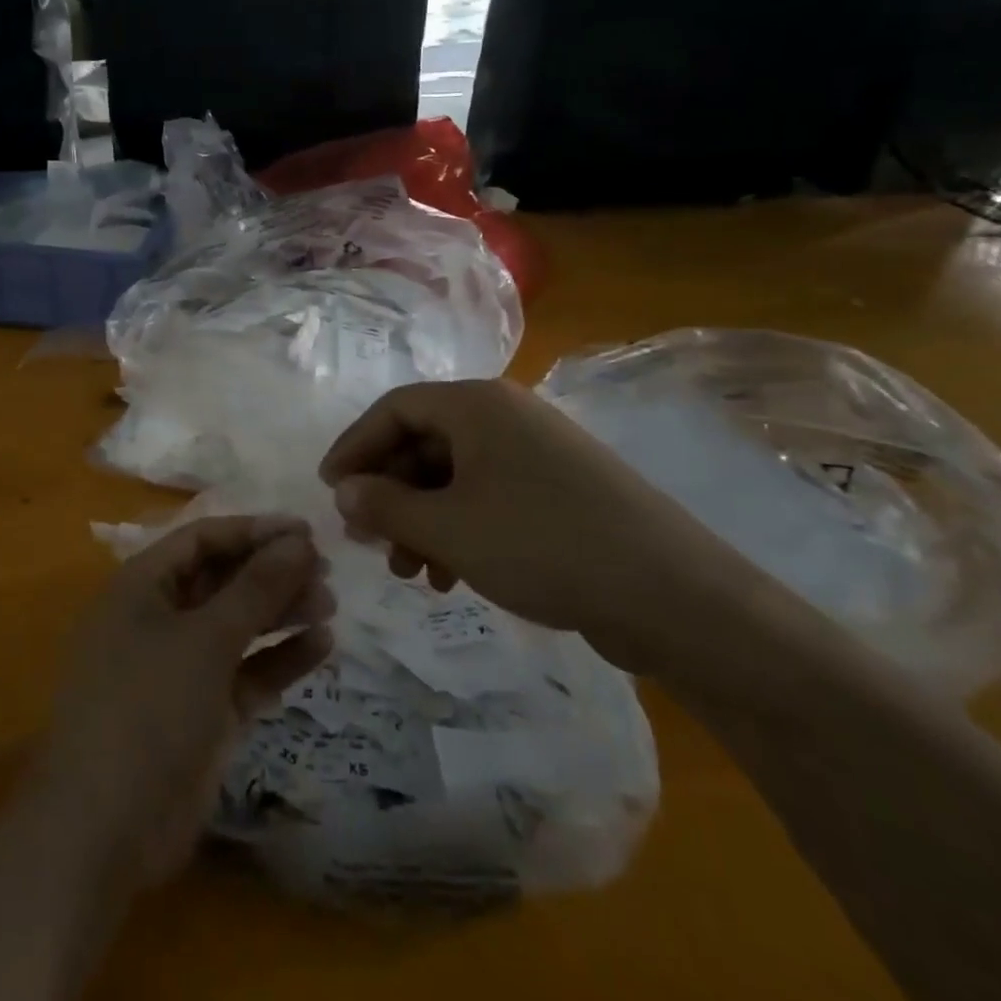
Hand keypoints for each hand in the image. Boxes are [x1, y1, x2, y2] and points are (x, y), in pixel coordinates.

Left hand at [31, 514, 334, 895]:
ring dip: (280, 612)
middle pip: (221, 580)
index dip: (253, 531)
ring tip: (330, 604)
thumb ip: (255, 588)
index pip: (202, 539)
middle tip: (325, 570)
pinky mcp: (201, 713)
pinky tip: (322, 645)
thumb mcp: (205, 639)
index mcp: (141, 587)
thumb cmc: (148, 708)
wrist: (104, 831)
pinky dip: (279, 659)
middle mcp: (158, 619)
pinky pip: (245, 672)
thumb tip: (299, 541)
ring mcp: (179, 668)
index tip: (307, 531)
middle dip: (271, 572)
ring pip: (236, 625)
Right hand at [318, 379, 741, 667]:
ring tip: (410, 572)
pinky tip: (451, 576)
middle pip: (423, 441)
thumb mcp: (448, 528)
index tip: (328, 489)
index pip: (394, 409)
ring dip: (422, 518)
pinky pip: (489, 497)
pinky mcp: (559, 490)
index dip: (354, 446)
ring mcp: (536, 452)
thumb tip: (344, 491)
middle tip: (368, 540)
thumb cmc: (542, 545)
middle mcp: (505, 416)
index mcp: (477, 405)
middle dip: (389, 492)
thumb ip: (385, 505)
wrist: (671, 595)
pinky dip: (459, 529)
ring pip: (454, 475)